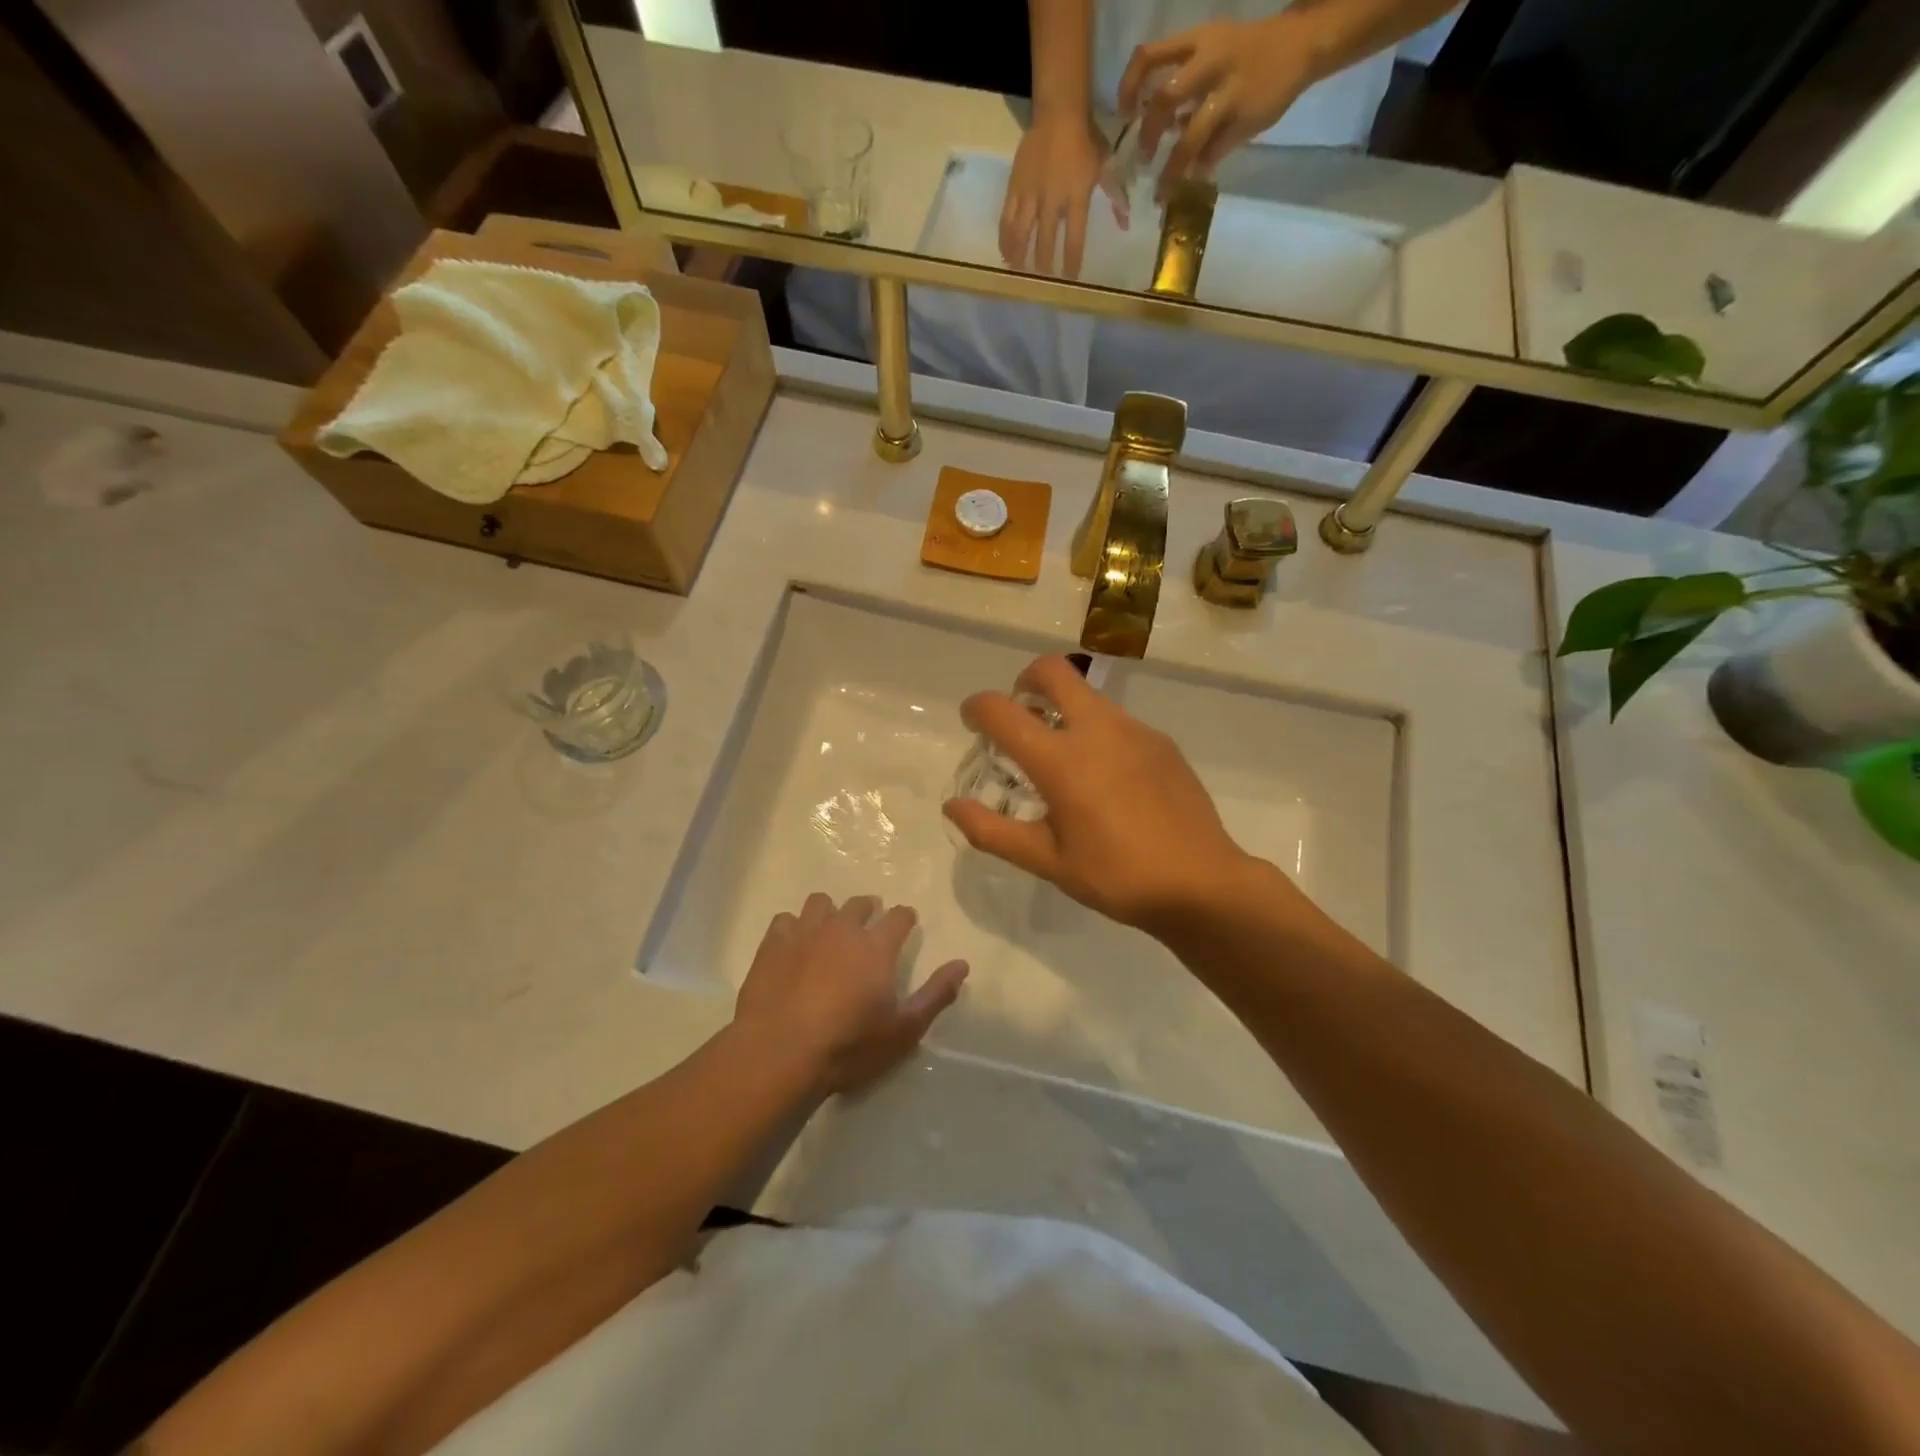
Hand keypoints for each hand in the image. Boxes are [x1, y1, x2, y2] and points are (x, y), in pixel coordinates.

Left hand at [733, 894, 967, 1094]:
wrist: (779, 1052)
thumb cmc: (848, 1046)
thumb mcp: (903, 1030)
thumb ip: (935, 994)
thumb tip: (962, 964)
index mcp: (877, 946)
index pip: (899, 916)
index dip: (905, 918)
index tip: (906, 924)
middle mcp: (843, 929)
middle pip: (860, 904)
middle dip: (868, 910)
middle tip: (868, 926)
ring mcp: (805, 932)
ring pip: (821, 903)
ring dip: (830, 912)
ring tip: (829, 931)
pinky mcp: (772, 943)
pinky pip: (786, 920)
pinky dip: (793, 928)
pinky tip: (793, 946)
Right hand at [943, 657, 1276, 931]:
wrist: (1201, 883)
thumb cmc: (1116, 876)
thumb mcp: (1047, 861)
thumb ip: (992, 831)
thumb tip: (952, 806)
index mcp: (1060, 760)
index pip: (1001, 710)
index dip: (976, 708)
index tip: (973, 721)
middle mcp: (1096, 729)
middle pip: (1052, 670)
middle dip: (1025, 680)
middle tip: (1020, 713)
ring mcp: (1134, 730)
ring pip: (1088, 694)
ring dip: (1063, 707)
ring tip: (1063, 755)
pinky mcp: (1161, 741)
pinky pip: (1117, 720)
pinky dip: (1096, 730)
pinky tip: (1107, 777)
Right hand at [999, 111, 1127, 278]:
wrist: (1059, 111)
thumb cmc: (1085, 139)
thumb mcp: (1105, 165)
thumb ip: (1115, 195)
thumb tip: (1125, 223)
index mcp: (1076, 195)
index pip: (1074, 236)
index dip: (1071, 260)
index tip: (1069, 277)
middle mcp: (1052, 199)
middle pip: (1045, 239)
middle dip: (1043, 262)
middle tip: (1042, 279)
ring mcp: (1031, 194)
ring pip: (1022, 232)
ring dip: (1020, 254)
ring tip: (1019, 270)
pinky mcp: (1015, 187)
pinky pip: (1007, 218)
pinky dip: (1005, 238)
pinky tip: (1005, 253)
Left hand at [1118, 17, 1314, 198]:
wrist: (1300, 45)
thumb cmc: (1244, 52)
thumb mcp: (1211, 49)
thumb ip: (1181, 82)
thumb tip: (1151, 124)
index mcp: (1198, 41)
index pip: (1150, 55)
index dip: (1129, 86)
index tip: (1125, 114)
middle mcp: (1211, 62)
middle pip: (1165, 98)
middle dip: (1148, 133)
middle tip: (1144, 157)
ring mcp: (1230, 91)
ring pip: (1190, 136)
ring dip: (1172, 169)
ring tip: (1162, 191)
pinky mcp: (1246, 119)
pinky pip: (1214, 153)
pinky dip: (1200, 170)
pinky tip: (1194, 179)